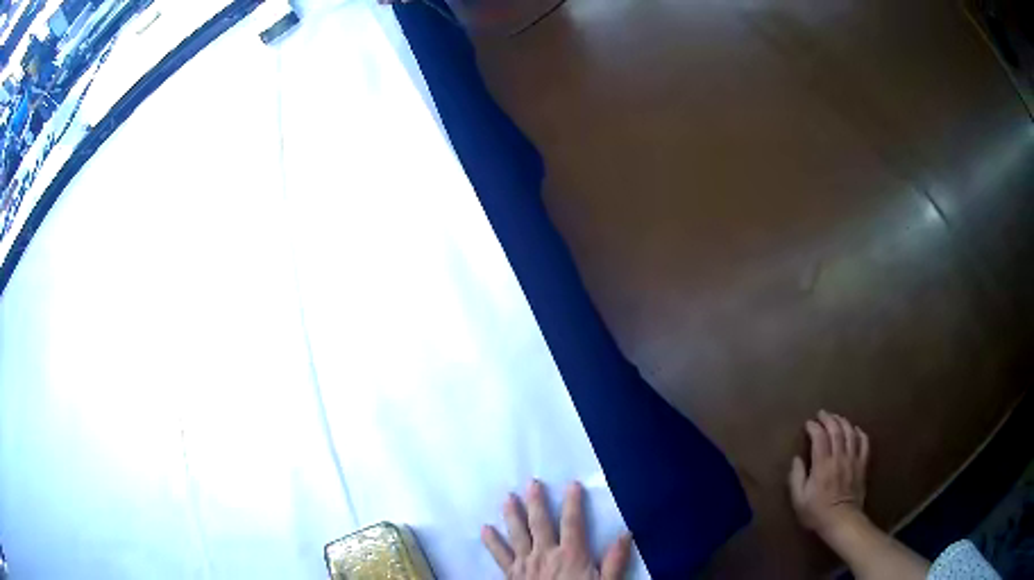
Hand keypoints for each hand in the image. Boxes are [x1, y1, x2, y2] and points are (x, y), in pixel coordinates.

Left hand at [481, 480, 632, 579]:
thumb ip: (615, 561)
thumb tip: (626, 534)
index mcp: (571, 554)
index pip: (573, 523)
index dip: (573, 502)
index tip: (572, 484)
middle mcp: (545, 554)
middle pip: (540, 523)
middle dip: (536, 502)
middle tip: (531, 483)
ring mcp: (525, 564)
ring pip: (517, 534)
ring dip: (512, 515)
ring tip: (507, 498)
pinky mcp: (511, 575)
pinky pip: (500, 556)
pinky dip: (492, 542)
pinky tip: (484, 530)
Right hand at [788, 410, 869, 534]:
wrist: (841, 521)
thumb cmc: (817, 512)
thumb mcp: (799, 500)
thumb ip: (796, 478)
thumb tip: (796, 459)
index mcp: (822, 465)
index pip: (819, 437)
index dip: (814, 427)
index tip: (808, 424)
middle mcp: (839, 457)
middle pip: (836, 430)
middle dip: (829, 419)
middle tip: (822, 414)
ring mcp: (853, 459)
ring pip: (850, 433)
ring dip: (843, 422)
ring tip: (837, 418)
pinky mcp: (862, 464)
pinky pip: (864, 442)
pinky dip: (860, 433)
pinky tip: (855, 430)